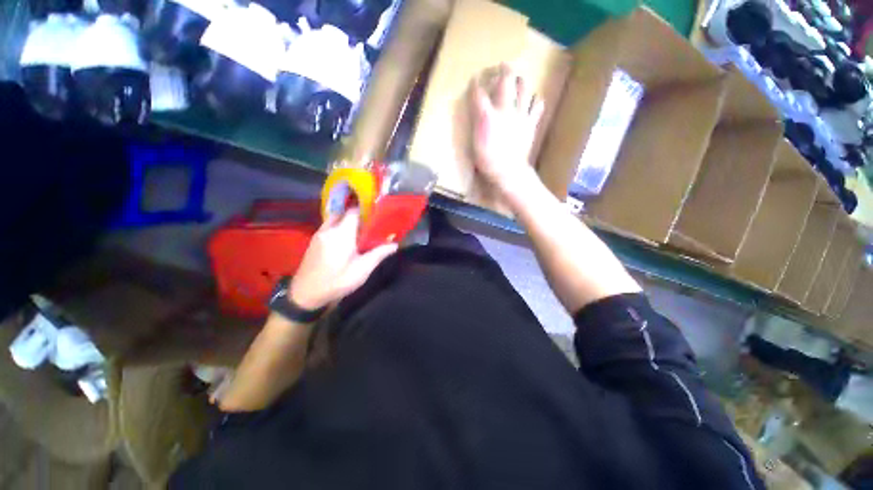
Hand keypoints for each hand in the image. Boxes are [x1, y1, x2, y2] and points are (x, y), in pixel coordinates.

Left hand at [290, 209, 397, 310]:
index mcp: (342, 234)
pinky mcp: (314, 241)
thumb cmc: (337, 281)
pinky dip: (338, 227)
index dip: (365, 209)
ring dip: (346, 221)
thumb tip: (394, 245)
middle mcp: (329, 229)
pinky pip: (329, 226)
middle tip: (370, 224)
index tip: (376, 213)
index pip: (353, 211)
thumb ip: (378, 254)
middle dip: (357, 215)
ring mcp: (319, 234)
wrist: (306, 294)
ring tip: (360, 231)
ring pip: (335, 219)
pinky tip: (346, 240)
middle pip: (344, 213)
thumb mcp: (362, 270)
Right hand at [469, 64, 544, 193]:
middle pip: (506, 82)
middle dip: (504, 70)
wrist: (508, 171)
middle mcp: (505, 110)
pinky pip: (537, 107)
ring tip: (519, 79)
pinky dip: (536, 101)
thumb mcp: (475, 142)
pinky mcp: (530, 124)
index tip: (475, 79)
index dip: (476, 84)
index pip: (479, 93)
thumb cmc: (487, 160)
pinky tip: (534, 100)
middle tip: (503, 65)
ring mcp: (520, 116)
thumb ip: (477, 122)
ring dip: (521, 81)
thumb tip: (479, 110)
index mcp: (488, 115)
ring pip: (524, 89)